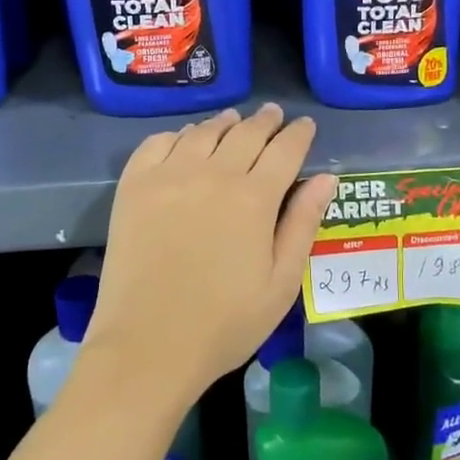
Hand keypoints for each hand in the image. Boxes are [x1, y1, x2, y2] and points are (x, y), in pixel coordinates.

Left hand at [89, 104, 337, 405]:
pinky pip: (158, 143)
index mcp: (254, 198)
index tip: (305, 124)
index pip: (285, 150)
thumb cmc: (225, 323)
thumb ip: (303, 224)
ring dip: (224, 122)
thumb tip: (326, 178)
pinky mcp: (134, 186)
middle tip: (274, 114)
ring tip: (234, 119)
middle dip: (266, 121)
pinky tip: (185, 139)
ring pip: (203, 132)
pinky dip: (177, 134)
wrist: (147, 345)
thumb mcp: (281, 283)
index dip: (299, 134)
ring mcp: (169, 176)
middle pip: (246, 133)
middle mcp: (213, 174)